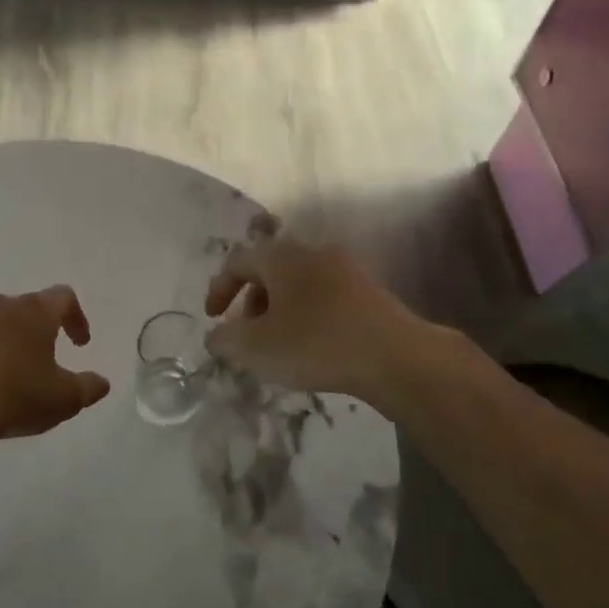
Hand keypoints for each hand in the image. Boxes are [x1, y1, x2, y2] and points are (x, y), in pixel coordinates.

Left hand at [0, 286, 110, 446]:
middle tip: (40, 362)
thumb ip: (88, 388)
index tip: (79, 344)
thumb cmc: (12, 396)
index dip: (76, 318)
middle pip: (26, 308)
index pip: (64, 297)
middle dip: (36, 331)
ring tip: (4, 375)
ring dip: (3, 342)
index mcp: (34, 311)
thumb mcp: (63, 399)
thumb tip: (102, 382)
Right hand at [203, 234, 427, 398]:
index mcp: (282, 256)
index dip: (219, 289)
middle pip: (270, 269)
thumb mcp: (257, 348)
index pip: (238, 261)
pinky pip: (324, 294)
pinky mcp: (368, 289)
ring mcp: (345, 267)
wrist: (395, 356)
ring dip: (280, 308)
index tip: (213, 319)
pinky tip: (314, 344)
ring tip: (279, 343)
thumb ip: (226, 339)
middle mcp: (313, 251)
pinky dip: (307, 312)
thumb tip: (216, 335)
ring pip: (298, 282)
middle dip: (251, 301)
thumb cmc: (316, 344)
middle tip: (247, 334)